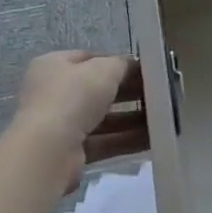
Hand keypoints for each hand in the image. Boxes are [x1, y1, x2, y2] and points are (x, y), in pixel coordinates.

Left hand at [12, 50, 146, 193]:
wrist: (49, 150)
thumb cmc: (73, 97)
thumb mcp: (104, 69)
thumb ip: (122, 65)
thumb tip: (133, 66)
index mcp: (53, 66)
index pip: (89, 59)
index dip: (117, 63)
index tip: (144, 70)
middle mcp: (53, 94)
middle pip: (98, 90)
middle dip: (128, 93)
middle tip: (158, 94)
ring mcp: (60, 125)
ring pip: (103, 119)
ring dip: (131, 119)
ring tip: (162, 118)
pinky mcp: (70, 153)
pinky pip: (104, 142)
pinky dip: (126, 140)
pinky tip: (153, 139)